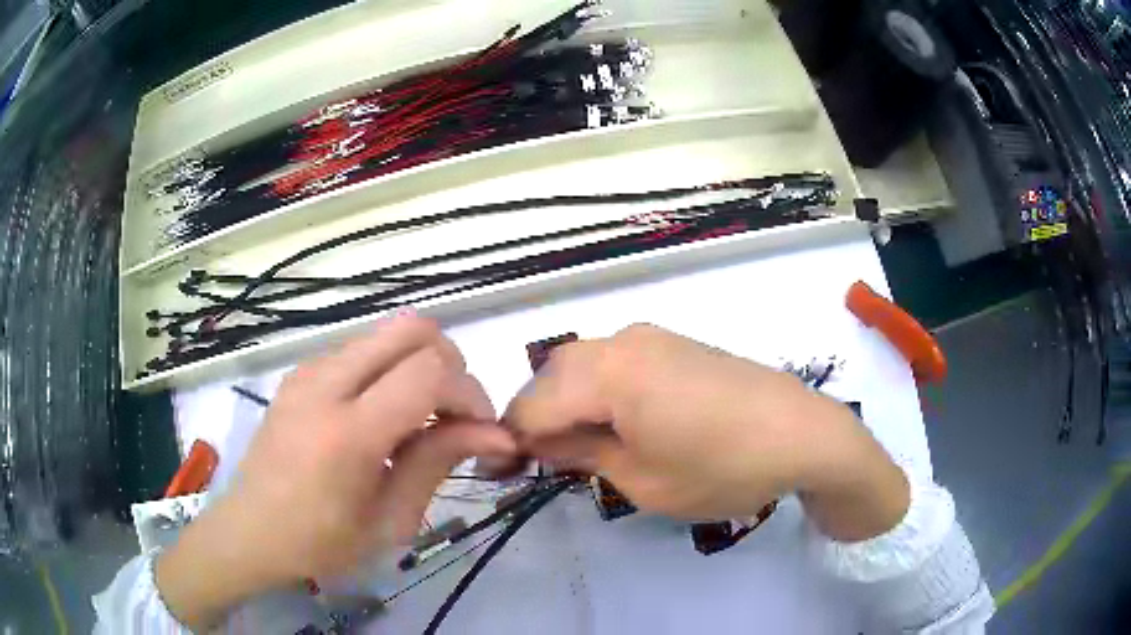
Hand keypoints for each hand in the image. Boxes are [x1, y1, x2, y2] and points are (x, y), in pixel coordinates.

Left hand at [156, 315, 515, 629]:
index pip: (430, 372)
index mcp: (348, 432)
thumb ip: (438, 463)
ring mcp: (308, 371)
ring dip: (419, 365)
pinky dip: (389, 370)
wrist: (249, 532)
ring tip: (419, 420)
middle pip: (412, 328)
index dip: (470, 393)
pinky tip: (382, 416)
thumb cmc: (321, 544)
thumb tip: (497, 433)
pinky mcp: (300, 372)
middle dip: (451, 364)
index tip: (481, 431)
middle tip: (454, 415)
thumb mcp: (389, 521)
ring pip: (388, 333)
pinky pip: (361, 350)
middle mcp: (325, 383)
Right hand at [504, 324, 908, 538]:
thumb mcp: (643, 479)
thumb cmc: (722, 468)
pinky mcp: (675, 344)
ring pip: (581, 367)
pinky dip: (598, 392)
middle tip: (541, 465)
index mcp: (608, 372)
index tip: (503, 475)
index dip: (509, 443)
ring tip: (577, 448)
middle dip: (537, 420)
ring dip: (567, 404)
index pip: (531, 406)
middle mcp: (623, 341)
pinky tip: (614, 423)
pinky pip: (614, 363)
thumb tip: (541, 445)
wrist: (804, 434)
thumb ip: (582, 455)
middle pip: (552, 378)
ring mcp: (653, 337)